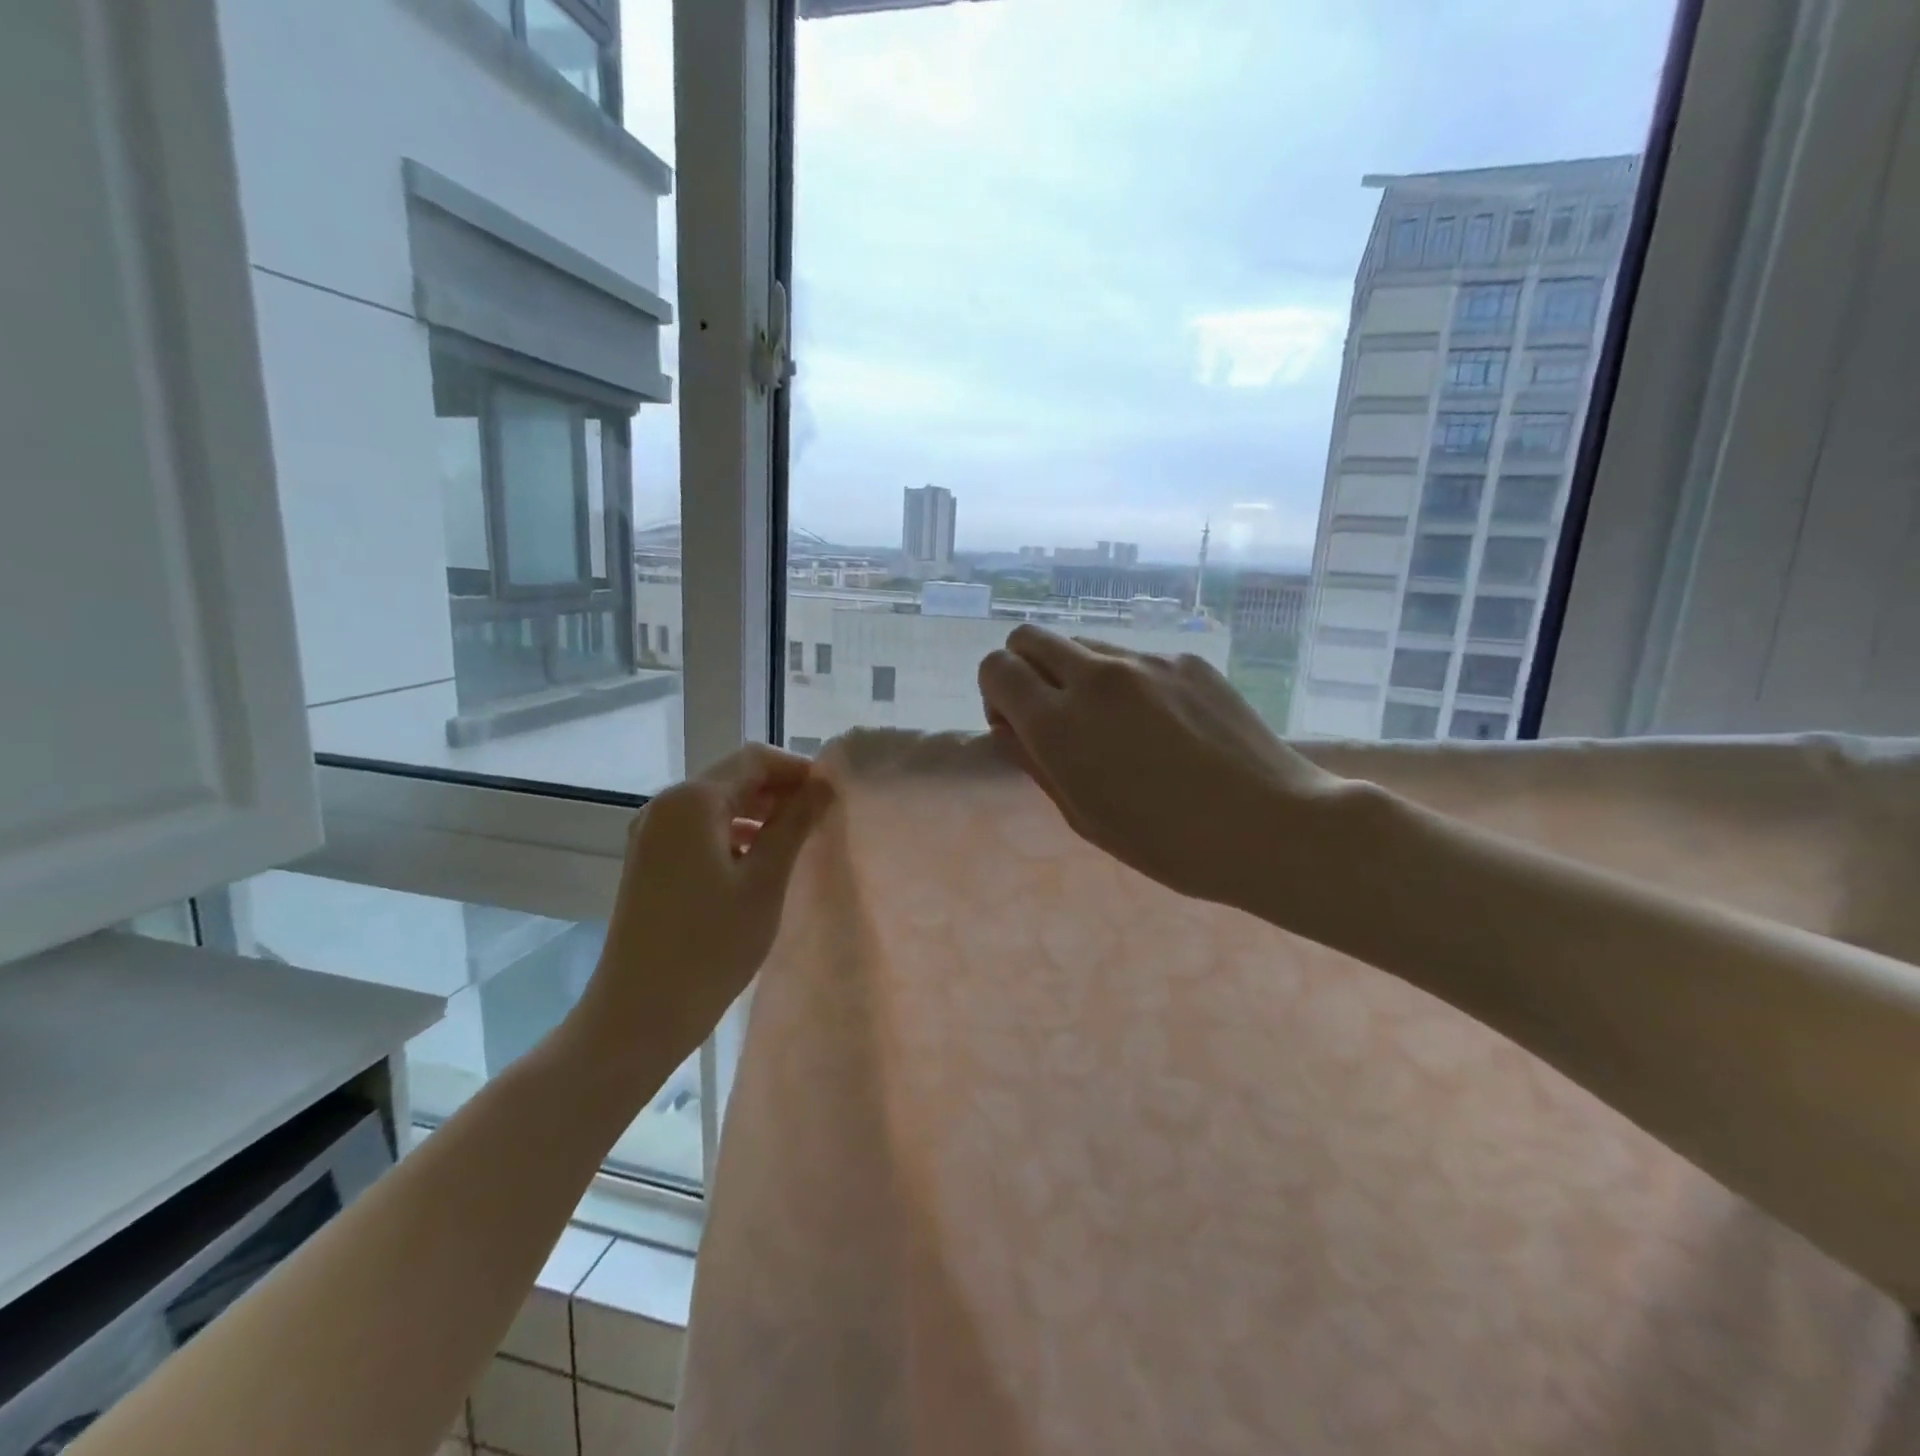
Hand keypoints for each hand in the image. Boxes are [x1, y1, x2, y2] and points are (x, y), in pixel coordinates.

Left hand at [579, 743, 833, 1066]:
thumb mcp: (765, 881)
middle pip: (733, 778)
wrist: (638, 1014)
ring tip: (798, 839)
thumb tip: (825, 785)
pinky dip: (734, 834)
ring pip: (717, 805)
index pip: (755, 759)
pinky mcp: (649, 861)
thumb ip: (795, 824)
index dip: (798, 769)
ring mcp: (652, 834)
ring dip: (759, 813)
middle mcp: (665, 806)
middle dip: (780, 791)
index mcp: (691, 801)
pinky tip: (760, 860)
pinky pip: (700, 830)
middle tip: (823, 818)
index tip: (834, 795)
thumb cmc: (710, 946)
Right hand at [978, 625, 1347, 908]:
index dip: (996, 694)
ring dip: (1075, 673)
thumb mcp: (1083, 816)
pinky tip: (1163, 725)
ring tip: (1113, 723)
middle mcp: (1096, 676)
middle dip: (1025, 667)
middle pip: (1028, 637)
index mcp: (1060, 722)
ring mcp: (1146, 661)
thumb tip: (1013, 725)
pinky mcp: (1186, 659)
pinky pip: (1133, 657)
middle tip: (1052, 713)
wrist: (1272, 826)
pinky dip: (1126, 681)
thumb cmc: (1168, 844)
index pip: (996, 667)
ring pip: (1082, 643)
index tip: (1019, 726)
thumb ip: (1037, 761)